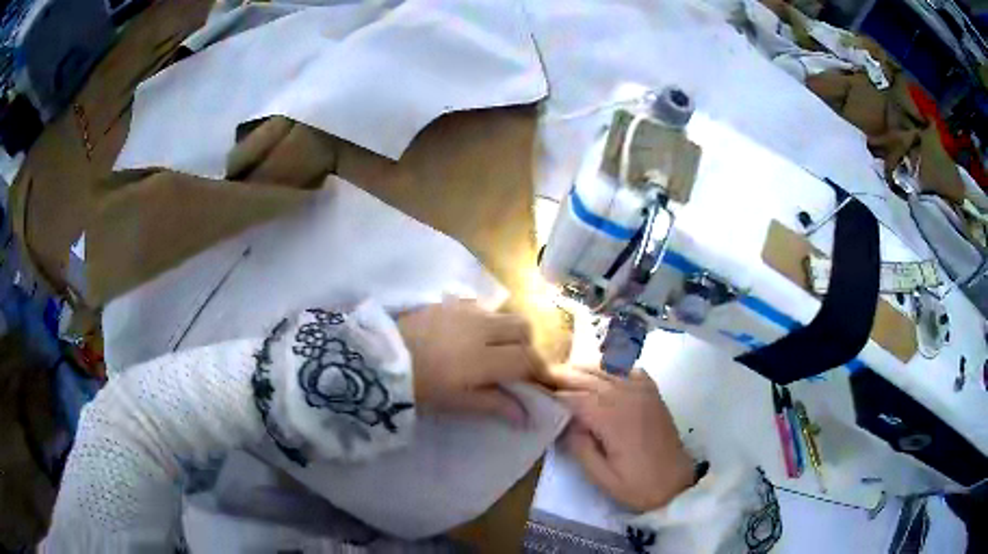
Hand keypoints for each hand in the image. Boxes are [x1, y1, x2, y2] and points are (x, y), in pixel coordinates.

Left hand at [397, 298, 545, 426]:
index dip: (540, 371)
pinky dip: (486, 320)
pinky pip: (481, 306)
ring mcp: (465, 310)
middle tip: (516, 365)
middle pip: (523, 327)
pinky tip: (469, 335)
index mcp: (485, 357)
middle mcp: (482, 327)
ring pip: (503, 313)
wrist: (379, 359)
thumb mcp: (458, 402)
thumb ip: (496, 404)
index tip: (541, 383)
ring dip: (508, 331)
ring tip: (493, 349)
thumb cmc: (420, 388)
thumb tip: (526, 417)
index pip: (527, 359)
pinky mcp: (448, 302)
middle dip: (527, 345)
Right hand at [549, 366, 693, 511]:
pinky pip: (628, 368)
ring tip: (562, 372)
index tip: (532, 390)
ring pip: (606, 368)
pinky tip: (599, 372)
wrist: (676, 483)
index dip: (551, 393)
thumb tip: (565, 422)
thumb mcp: (602, 478)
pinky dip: (610, 365)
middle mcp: (628, 397)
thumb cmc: (637, 485)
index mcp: (613, 419)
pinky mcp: (652, 392)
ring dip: (582, 367)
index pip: (574, 397)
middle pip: (587, 376)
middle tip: (539, 375)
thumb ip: (580, 448)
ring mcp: (643, 391)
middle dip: (561, 374)